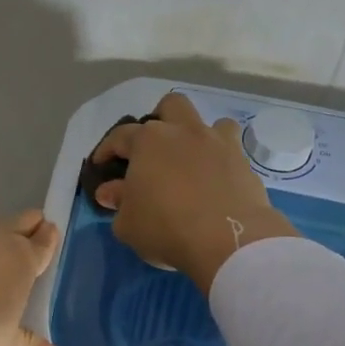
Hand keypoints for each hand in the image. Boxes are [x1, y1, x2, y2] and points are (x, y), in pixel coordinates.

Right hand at [92, 93, 297, 292]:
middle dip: (160, 120)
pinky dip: (221, 159)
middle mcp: (183, 131)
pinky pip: (231, 149)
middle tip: (154, 149)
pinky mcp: (243, 161)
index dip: (107, 150)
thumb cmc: (166, 228)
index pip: (120, 136)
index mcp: (148, 141)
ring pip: (208, 121)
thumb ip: (118, 203)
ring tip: (191, 160)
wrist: (228, 239)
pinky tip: (216, 179)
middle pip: (170, 106)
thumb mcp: (128, 223)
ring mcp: (217, 142)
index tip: (101, 165)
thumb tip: (111, 191)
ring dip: (197, 135)